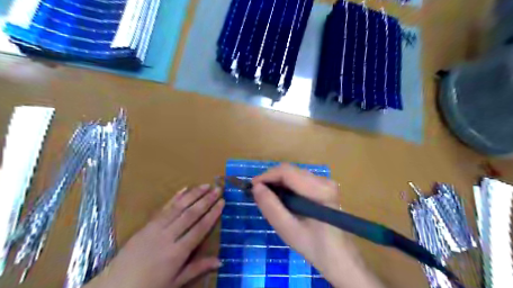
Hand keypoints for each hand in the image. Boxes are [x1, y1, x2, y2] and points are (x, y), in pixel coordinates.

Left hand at [86, 184, 224, 287]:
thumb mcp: (175, 282)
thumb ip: (197, 268)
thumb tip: (220, 261)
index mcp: (177, 252)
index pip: (200, 228)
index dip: (212, 214)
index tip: (222, 202)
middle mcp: (168, 236)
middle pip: (191, 214)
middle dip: (206, 200)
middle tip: (218, 188)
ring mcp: (155, 228)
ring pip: (178, 207)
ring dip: (193, 194)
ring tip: (206, 185)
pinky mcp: (146, 225)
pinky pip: (163, 208)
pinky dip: (175, 197)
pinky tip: (184, 189)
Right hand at [251, 165, 381, 287]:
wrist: (338, 256)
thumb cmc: (314, 245)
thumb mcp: (288, 229)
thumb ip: (271, 207)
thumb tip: (256, 187)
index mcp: (319, 190)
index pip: (287, 172)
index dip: (266, 176)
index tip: (252, 187)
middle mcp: (324, 180)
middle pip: (290, 171)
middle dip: (271, 180)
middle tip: (258, 194)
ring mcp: (325, 182)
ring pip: (293, 174)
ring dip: (277, 183)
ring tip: (267, 198)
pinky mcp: (323, 186)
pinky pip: (299, 180)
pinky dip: (286, 186)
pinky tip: (281, 199)